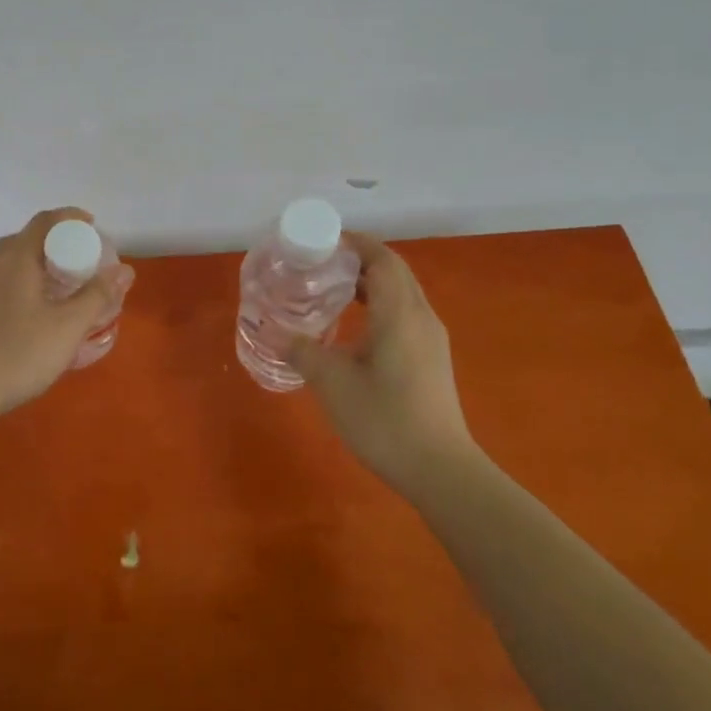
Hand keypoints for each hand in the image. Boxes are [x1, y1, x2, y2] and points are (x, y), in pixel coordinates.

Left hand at [0, 207, 125, 419]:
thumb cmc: (19, 353)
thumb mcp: (68, 326)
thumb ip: (97, 295)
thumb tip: (125, 270)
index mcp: (17, 258)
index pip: (44, 221)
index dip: (70, 217)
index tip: (91, 225)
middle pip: (25, 239)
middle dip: (53, 242)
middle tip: (77, 260)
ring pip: (9, 262)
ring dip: (34, 264)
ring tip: (57, 285)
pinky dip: (19, 283)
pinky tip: (29, 311)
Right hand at [288, 232, 476, 491]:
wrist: (440, 470)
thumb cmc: (384, 420)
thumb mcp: (332, 383)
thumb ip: (301, 350)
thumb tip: (271, 330)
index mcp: (399, 313)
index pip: (382, 259)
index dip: (355, 243)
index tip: (322, 240)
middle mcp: (420, 316)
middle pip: (393, 270)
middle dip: (359, 259)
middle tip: (319, 263)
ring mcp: (430, 338)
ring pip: (401, 292)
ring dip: (369, 282)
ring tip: (331, 289)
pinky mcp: (432, 357)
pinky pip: (404, 312)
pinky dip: (379, 303)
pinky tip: (354, 325)